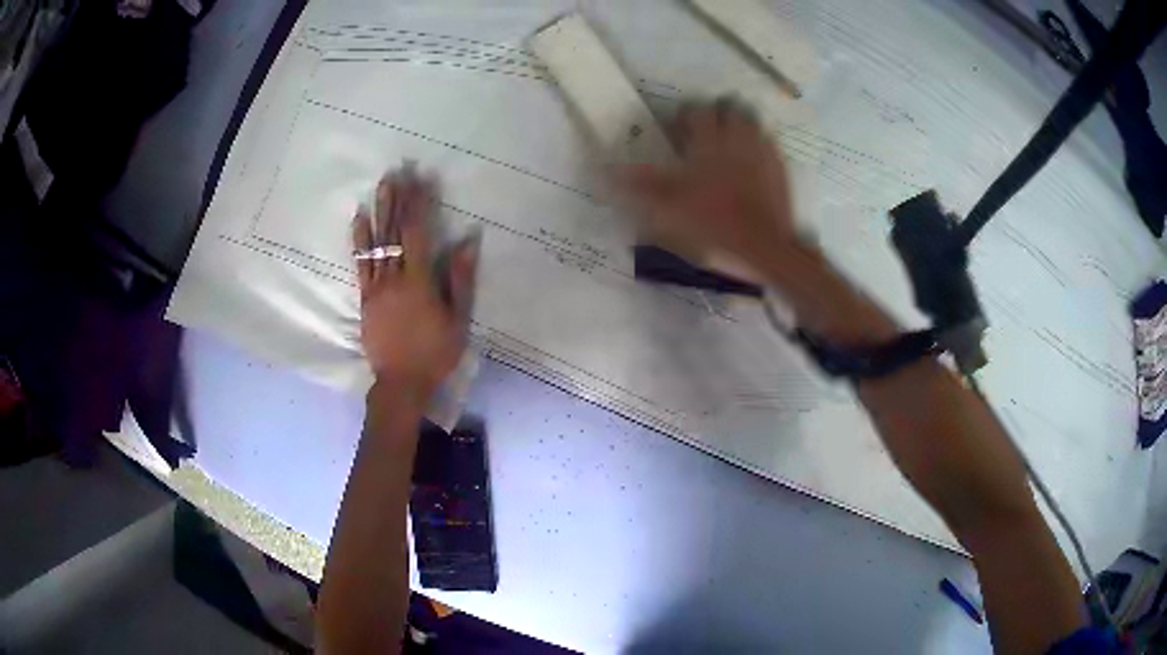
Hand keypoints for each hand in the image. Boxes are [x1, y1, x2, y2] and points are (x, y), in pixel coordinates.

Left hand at [353, 168, 476, 402]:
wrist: (401, 383)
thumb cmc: (435, 353)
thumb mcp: (458, 319)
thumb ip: (460, 279)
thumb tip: (466, 241)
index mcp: (419, 282)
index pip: (419, 234)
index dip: (421, 205)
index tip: (423, 180)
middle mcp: (394, 278)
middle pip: (395, 232)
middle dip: (399, 199)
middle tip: (400, 171)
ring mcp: (376, 287)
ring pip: (377, 242)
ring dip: (380, 211)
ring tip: (382, 185)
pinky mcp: (365, 297)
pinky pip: (361, 263)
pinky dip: (360, 239)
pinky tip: (359, 218)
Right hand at [616, 99, 797, 270]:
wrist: (764, 250)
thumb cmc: (713, 228)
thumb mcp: (667, 211)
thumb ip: (638, 187)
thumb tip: (605, 170)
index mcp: (707, 144)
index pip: (695, 112)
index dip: (684, 116)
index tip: (676, 129)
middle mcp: (737, 139)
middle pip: (727, 109)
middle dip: (714, 114)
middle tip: (704, 132)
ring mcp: (763, 153)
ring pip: (751, 122)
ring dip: (738, 124)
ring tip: (729, 141)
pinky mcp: (781, 169)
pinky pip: (770, 142)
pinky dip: (760, 143)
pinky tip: (754, 158)